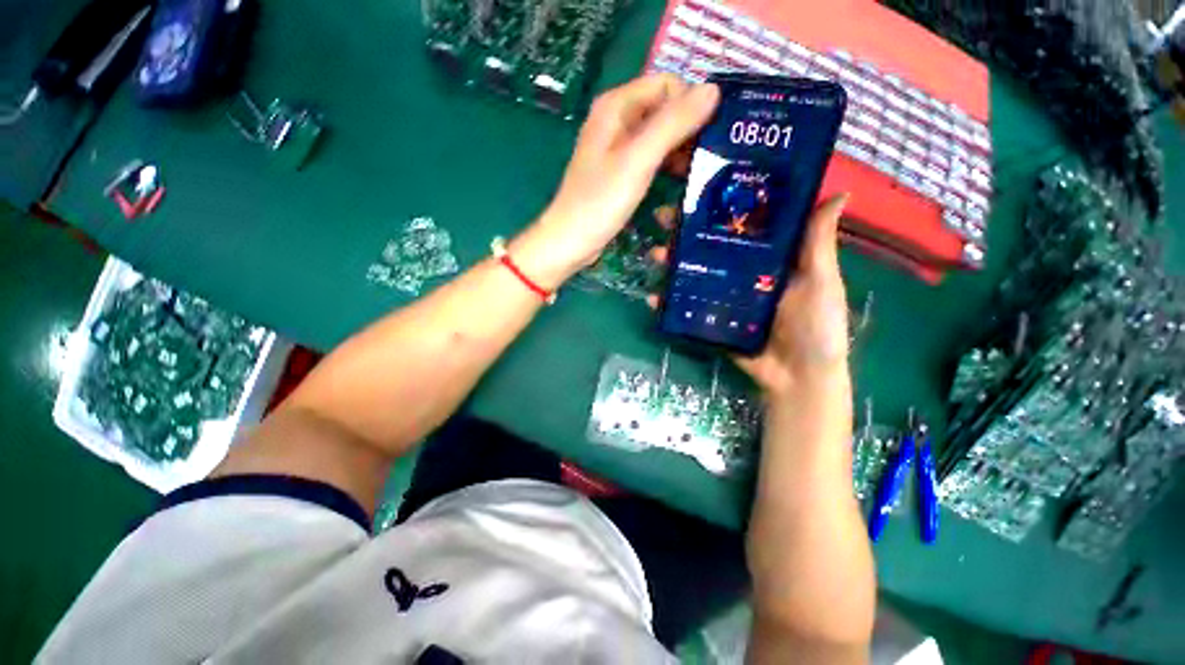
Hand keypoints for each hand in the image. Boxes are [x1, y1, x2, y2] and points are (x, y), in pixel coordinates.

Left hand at [511, 74, 719, 289]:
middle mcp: (616, 120)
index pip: (667, 84)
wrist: (571, 241)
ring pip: (659, 136)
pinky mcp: (619, 172)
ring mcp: (617, 148)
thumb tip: (714, 90)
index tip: (711, 133)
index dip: (691, 103)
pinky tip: (680, 181)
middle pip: (664, 109)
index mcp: (616, 106)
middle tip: (711, 156)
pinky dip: (667, 165)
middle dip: (689, 128)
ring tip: (700, 171)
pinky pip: (650, 158)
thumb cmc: (600, 201)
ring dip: (680, 150)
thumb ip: (673, 124)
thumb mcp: (638, 160)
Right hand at [649, 194, 851, 396]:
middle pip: (708, 246)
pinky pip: (686, 308)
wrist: (797, 377)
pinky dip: (667, 304)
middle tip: (662, 217)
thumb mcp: (821, 282)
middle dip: (684, 231)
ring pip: (692, 274)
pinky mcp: (711, 320)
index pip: (740, 224)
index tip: (698, 187)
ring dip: (671, 263)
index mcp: (767, 258)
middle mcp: (741, 273)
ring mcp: (723, 297)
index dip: (720, 205)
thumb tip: (839, 192)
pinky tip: (652, 298)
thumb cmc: (816, 327)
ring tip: (655, 254)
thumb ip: (818, 245)